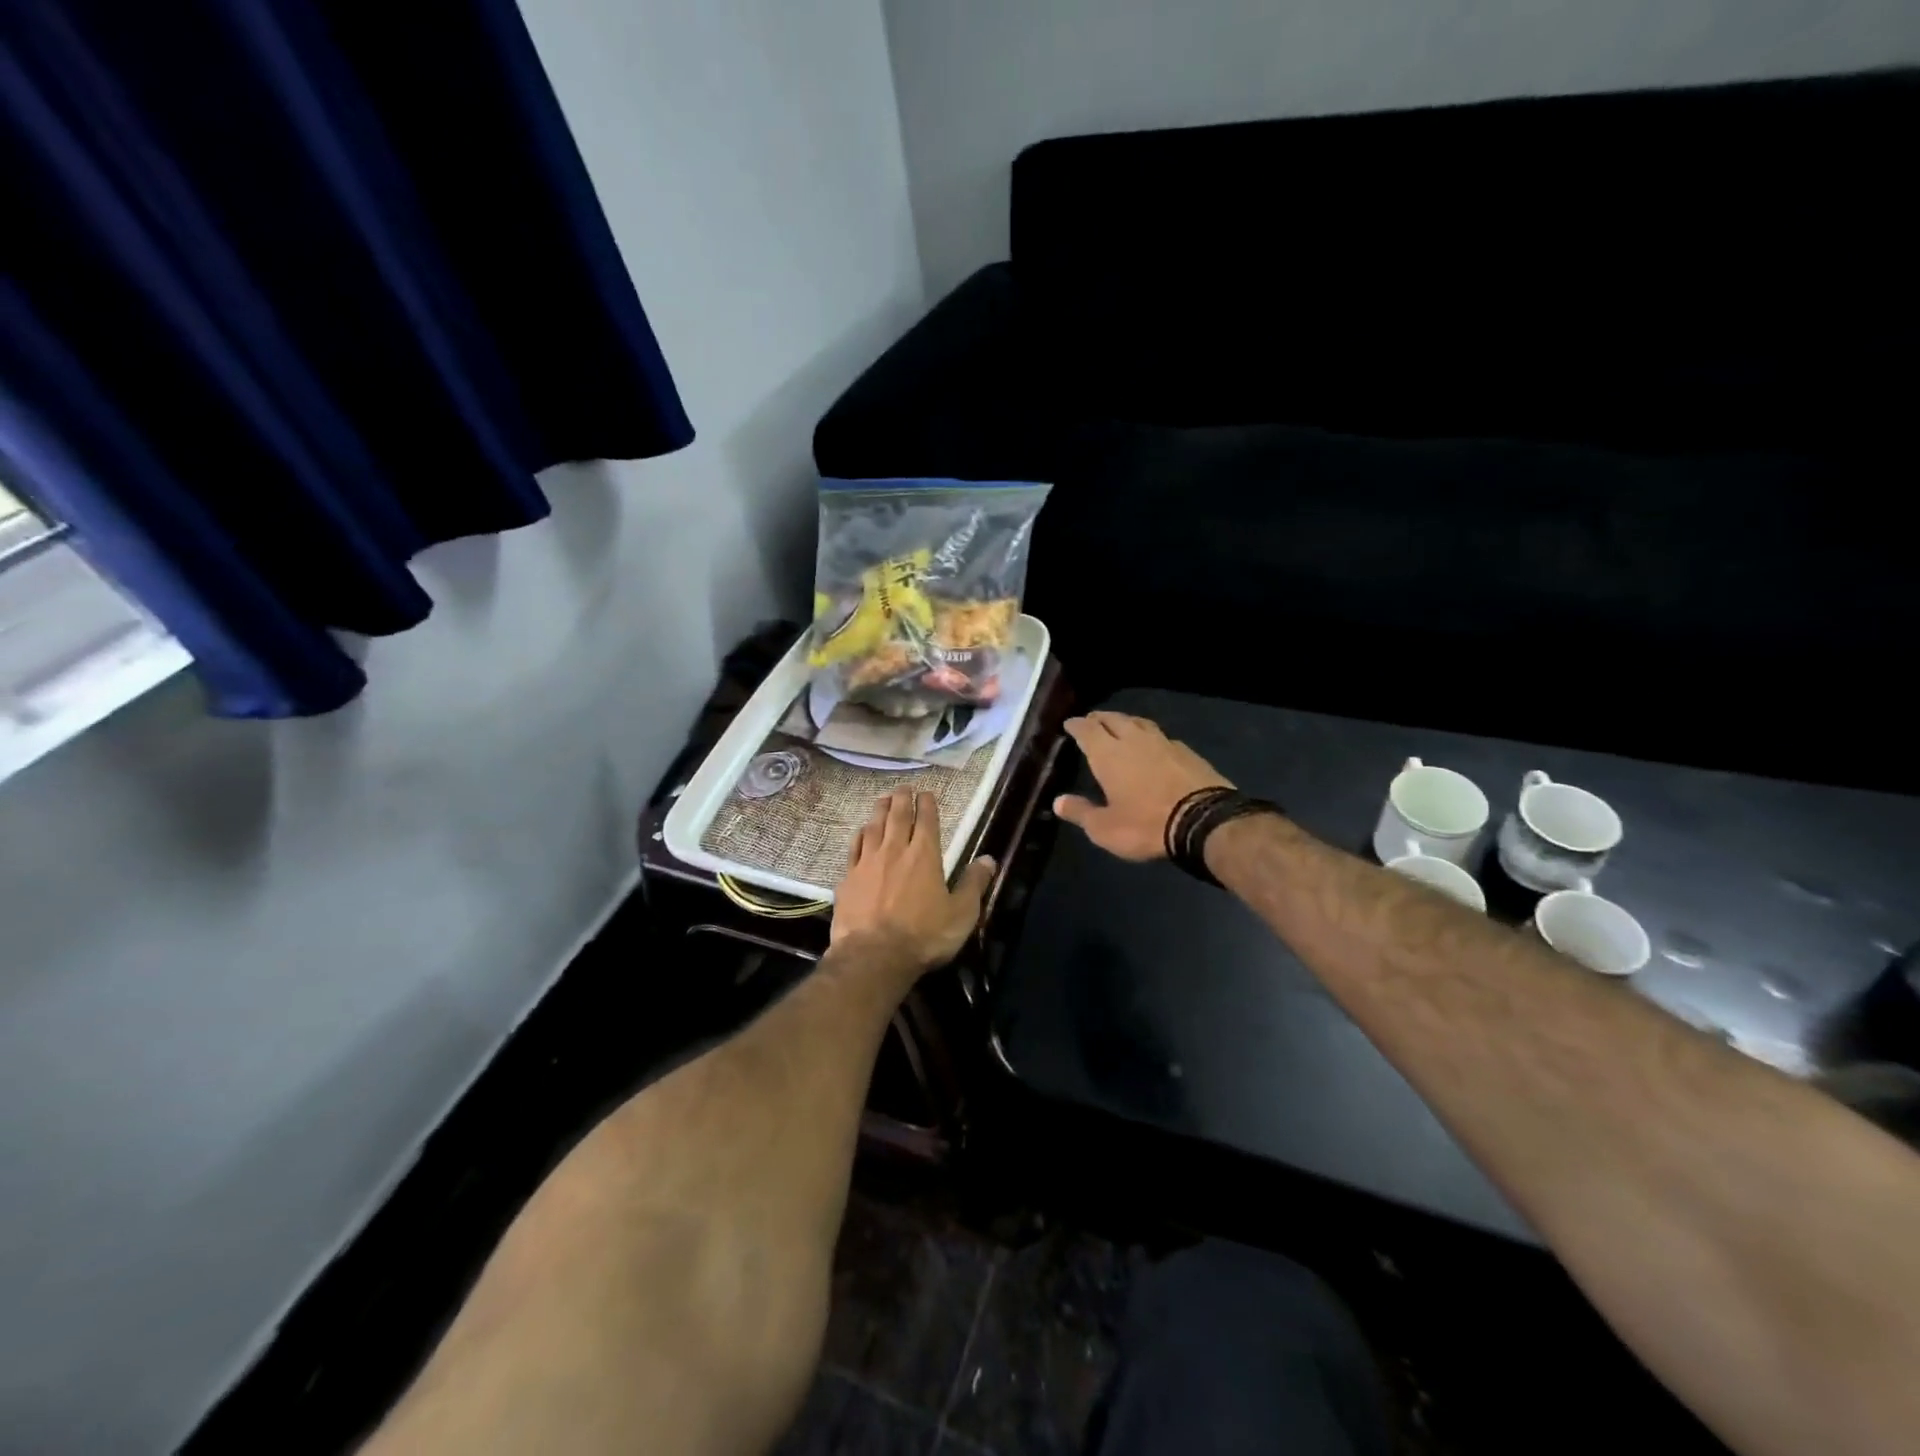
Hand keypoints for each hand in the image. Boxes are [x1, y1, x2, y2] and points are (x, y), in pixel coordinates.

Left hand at [833, 790, 995, 976]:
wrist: (873, 956)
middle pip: (897, 816)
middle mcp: (895, 850)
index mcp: (924, 855)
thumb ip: (974, 884)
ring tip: (883, 799)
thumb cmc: (924, 936)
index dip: (927, 804)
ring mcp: (868, 862)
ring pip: (874, 826)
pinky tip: (861, 832)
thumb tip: (989, 859)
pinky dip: (860, 834)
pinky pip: (854, 847)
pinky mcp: (848, 878)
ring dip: (880, 810)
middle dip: (902, 799)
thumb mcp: (961, 914)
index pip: (926, 820)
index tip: (926, 793)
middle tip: (904, 788)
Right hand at [1054, 712, 1232, 861]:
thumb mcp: (1105, 828)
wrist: (1205, 821)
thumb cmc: (1146, 825)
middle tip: (1092, 720)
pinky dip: (1151, 737)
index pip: (1087, 730)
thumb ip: (1081, 812)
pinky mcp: (1188, 752)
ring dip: (1126, 722)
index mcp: (1108, 754)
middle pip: (1113, 720)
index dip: (1076, 725)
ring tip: (1120, 726)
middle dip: (1099, 718)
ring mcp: (1164, 743)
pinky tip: (1154, 745)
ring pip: (1140, 723)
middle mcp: (1134, 740)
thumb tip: (1058, 801)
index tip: (1069, 723)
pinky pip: (1162, 737)